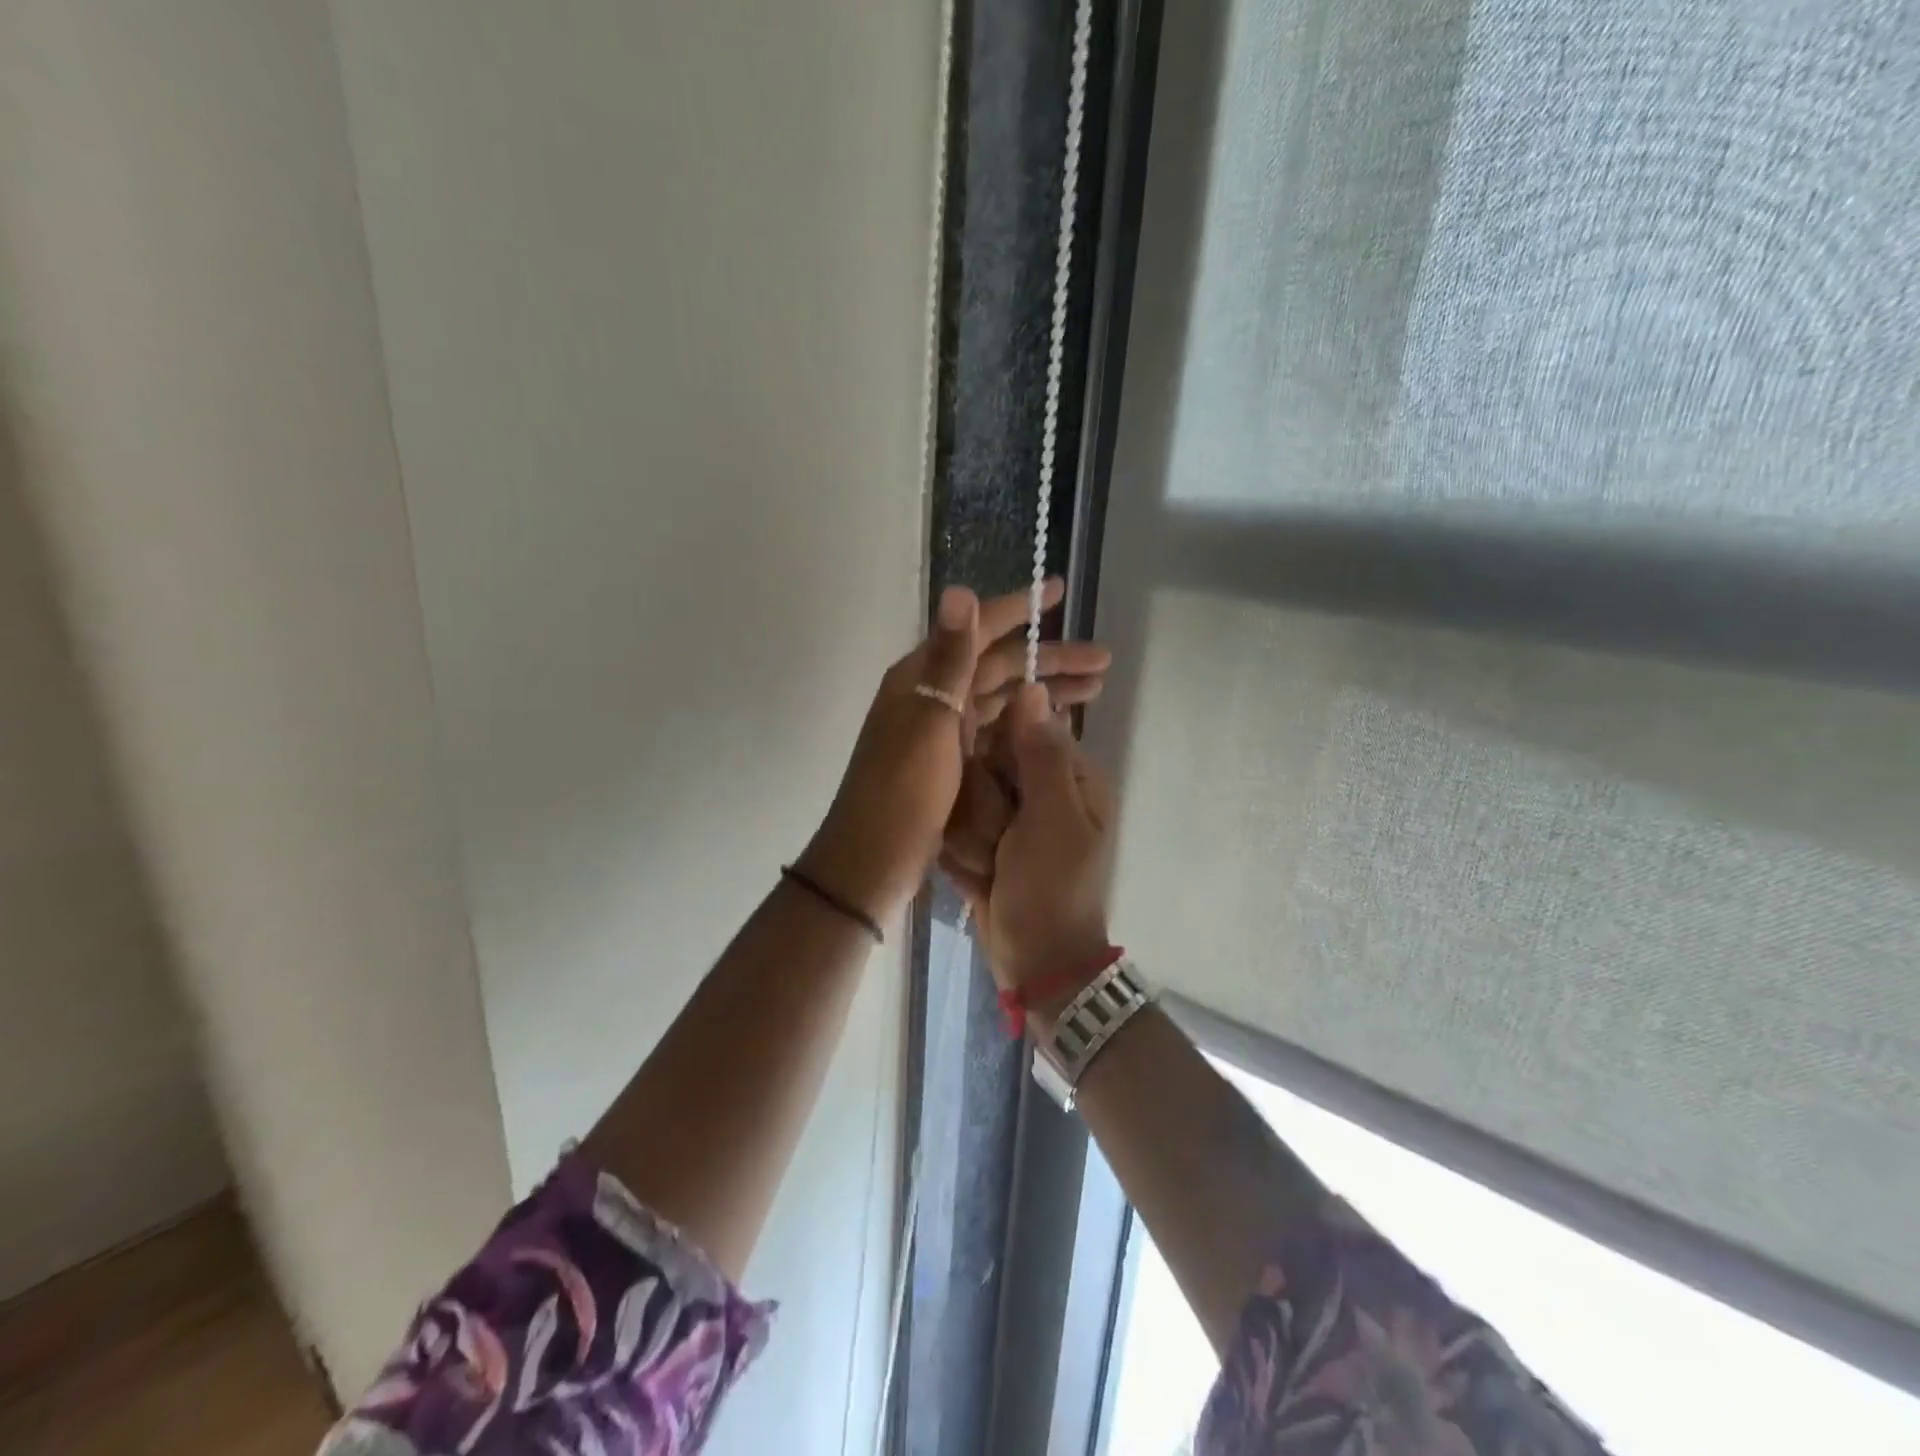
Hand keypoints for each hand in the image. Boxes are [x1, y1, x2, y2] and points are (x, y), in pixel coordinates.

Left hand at [801, 581, 1110, 925]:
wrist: (873, 861)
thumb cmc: (903, 792)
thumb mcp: (929, 722)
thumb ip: (949, 659)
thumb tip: (959, 589)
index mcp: (922, 677)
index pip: (977, 630)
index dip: (1019, 608)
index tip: (1059, 590)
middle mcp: (932, 695)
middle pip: (998, 666)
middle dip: (1050, 659)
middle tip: (1103, 662)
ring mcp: (942, 731)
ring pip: (1001, 698)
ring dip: (1045, 691)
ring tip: (1095, 690)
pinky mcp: (952, 762)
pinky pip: (996, 730)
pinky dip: (1026, 724)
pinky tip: (1057, 726)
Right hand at [943, 683, 1115, 1013]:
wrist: (1038, 965)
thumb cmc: (1053, 889)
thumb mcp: (1053, 818)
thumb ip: (1040, 754)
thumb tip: (1033, 685)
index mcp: (1069, 775)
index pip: (1018, 729)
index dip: (997, 755)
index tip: (994, 789)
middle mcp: (1039, 788)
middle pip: (983, 762)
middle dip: (982, 807)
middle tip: (1000, 844)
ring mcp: (1010, 818)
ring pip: (963, 797)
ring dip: (971, 837)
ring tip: (992, 868)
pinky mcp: (986, 842)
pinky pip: (955, 829)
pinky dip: (963, 856)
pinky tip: (980, 879)